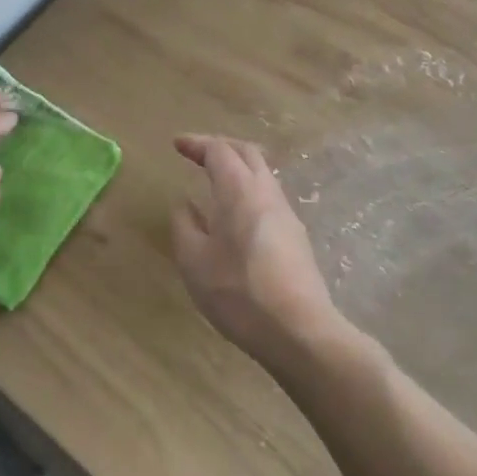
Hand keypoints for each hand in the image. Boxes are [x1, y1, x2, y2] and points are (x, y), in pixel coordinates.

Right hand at [170, 135, 341, 366]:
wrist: (299, 332)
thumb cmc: (237, 292)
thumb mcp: (194, 261)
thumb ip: (185, 225)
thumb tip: (185, 204)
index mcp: (239, 189)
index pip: (219, 150)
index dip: (197, 143)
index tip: (177, 144)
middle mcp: (266, 192)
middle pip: (247, 153)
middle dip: (220, 146)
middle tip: (197, 153)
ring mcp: (286, 214)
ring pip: (262, 174)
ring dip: (238, 167)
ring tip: (215, 180)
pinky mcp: (296, 236)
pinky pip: (268, 196)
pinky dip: (248, 189)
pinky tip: (235, 214)